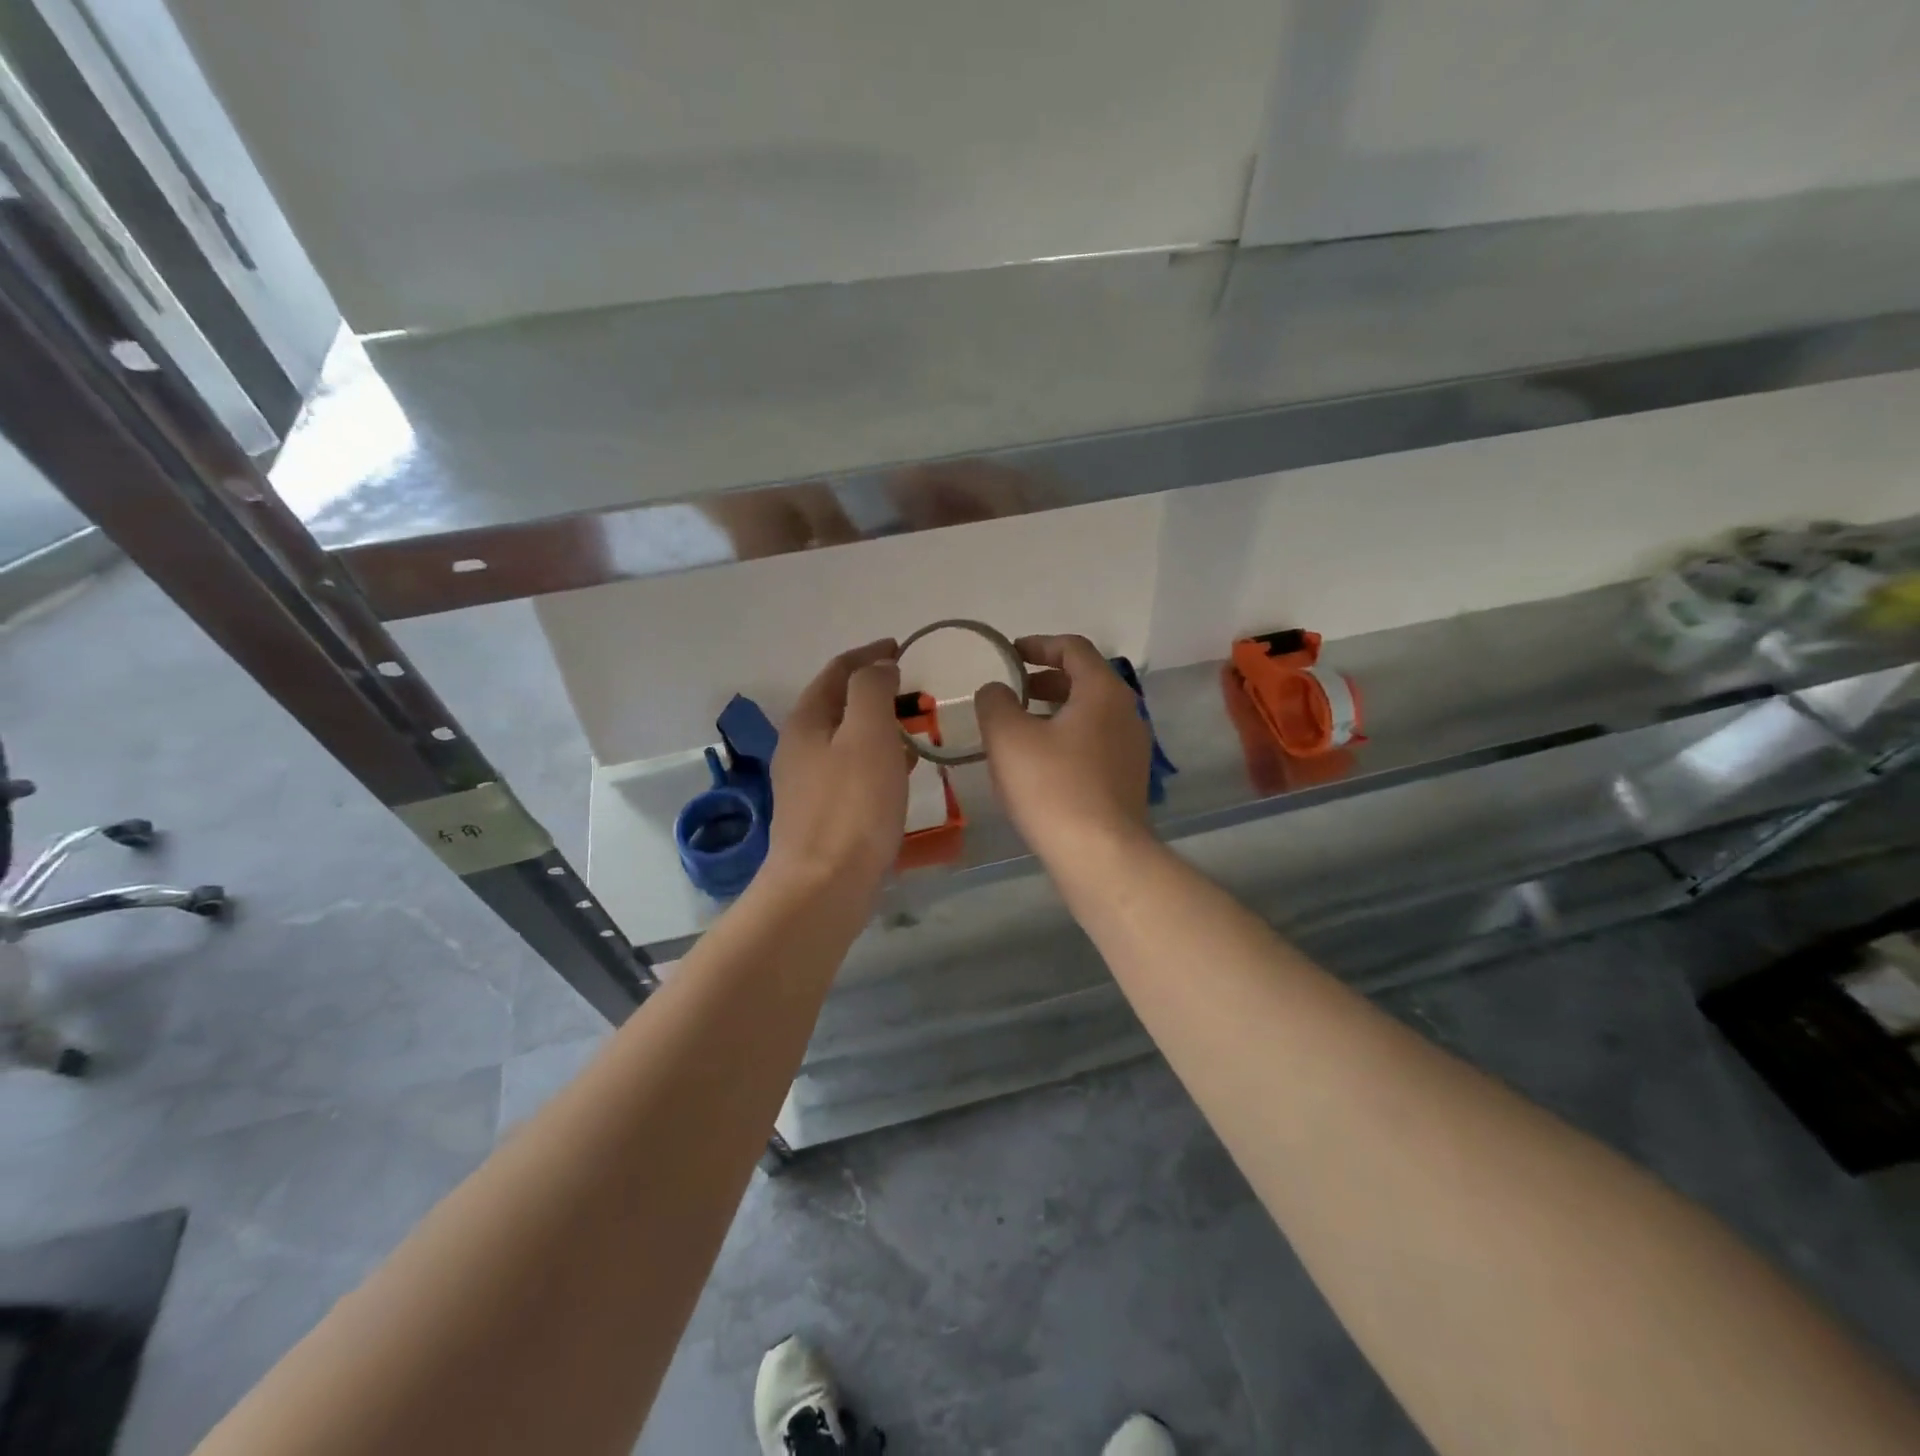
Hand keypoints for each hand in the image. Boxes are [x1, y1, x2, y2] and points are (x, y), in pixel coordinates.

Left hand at [766, 640, 907, 893]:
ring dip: (878, 728)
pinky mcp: (821, 815)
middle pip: (839, 705)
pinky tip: (901, 775)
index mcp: (807, 721)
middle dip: (874, 692)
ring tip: (914, 731)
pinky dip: (878, 761)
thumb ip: (872, 690)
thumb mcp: (867, 734)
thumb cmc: (851, 805)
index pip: (837, 671)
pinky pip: (853, 773)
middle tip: (912, 691)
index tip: (901, 647)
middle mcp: (800, 747)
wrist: (822, 887)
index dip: (868, 654)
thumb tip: (878, 665)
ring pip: (847, 741)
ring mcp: (807, 784)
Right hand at [974, 635, 1152, 862]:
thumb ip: (995, 702)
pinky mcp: (1127, 781)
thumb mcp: (1008, 737)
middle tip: (1012, 691)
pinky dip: (1066, 739)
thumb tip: (996, 690)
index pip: (1073, 648)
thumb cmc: (1052, 787)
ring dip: (1054, 712)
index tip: (1010, 653)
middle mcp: (1126, 713)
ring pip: (1089, 715)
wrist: (1100, 855)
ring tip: (1020, 728)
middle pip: (1085, 680)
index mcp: (1103, 691)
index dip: (1038, 644)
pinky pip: (1094, 744)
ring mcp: (1132, 749)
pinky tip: (1040, 764)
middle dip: (1045, 680)